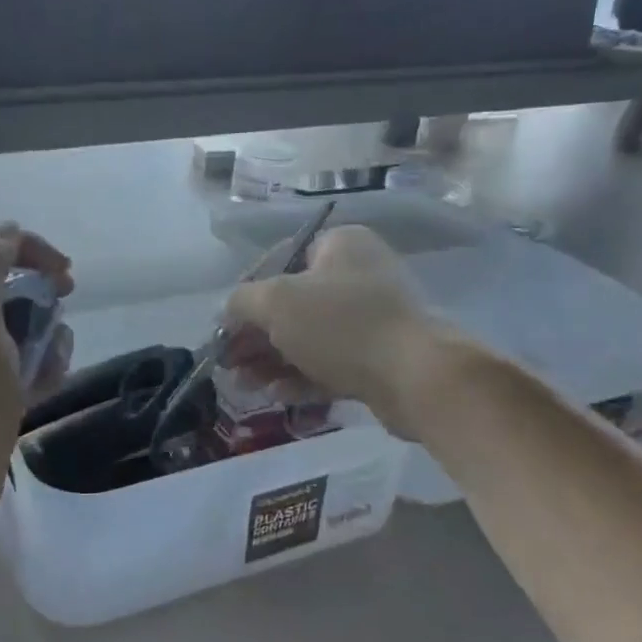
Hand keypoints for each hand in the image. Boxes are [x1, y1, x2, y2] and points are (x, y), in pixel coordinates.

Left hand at [0, 223, 72, 506]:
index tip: (65, 275)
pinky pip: (26, 364)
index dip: (30, 250)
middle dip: (42, 296)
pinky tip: (44, 387)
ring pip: (24, 326)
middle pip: (11, 286)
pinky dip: (42, 369)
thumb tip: (5, 230)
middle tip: (63, 307)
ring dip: (47, 337)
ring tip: (49, 364)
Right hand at [221, 226, 446, 439]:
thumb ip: (242, 301)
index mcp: (340, 246)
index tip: (226, 326)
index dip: (246, 294)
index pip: (279, 261)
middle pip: (292, 304)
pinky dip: (301, 376)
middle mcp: (358, 274)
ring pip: (308, 337)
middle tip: (230, 363)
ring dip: (273, 360)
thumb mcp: (276, 302)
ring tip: (246, 386)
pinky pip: (330, 362)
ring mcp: (371, 317)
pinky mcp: (379, 356)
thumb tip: (229, 311)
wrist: (415, 376)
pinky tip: (277, 395)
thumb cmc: (341, 325)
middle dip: (256, 337)